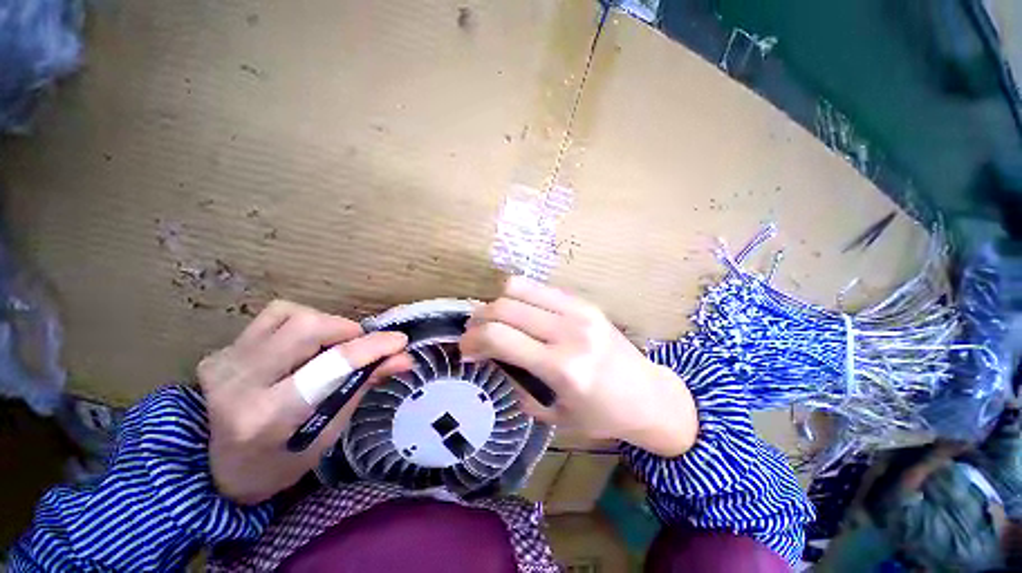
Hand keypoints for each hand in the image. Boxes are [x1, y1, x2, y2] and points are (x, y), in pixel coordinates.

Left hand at [198, 300, 411, 504]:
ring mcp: (225, 362)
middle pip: (307, 327)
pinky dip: (301, 321)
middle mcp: (239, 383)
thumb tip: (403, 359)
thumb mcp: (328, 433)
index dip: (371, 348)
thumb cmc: (281, 462)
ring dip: (326, 325)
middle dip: (348, 331)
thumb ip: (363, 387)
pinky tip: (305, 344)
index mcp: (268, 416)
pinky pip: (273, 316)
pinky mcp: (222, 351)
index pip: (330, 366)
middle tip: (362, 347)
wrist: (216, 470)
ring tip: (333, 347)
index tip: (400, 341)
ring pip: (291, 314)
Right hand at [461, 277, 697, 456]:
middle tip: (474, 335)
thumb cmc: (602, 415)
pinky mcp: (585, 301)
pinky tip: (521, 314)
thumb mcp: (553, 415)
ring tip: (495, 320)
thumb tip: (490, 356)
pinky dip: (520, 297)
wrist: (650, 394)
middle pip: (504, 306)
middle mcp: (569, 331)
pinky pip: (540, 288)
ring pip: (519, 287)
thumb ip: (517, 383)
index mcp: (561, 367)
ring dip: (497, 302)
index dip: (472, 340)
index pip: (500, 337)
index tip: (465, 351)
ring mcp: (579, 310)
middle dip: (478, 319)